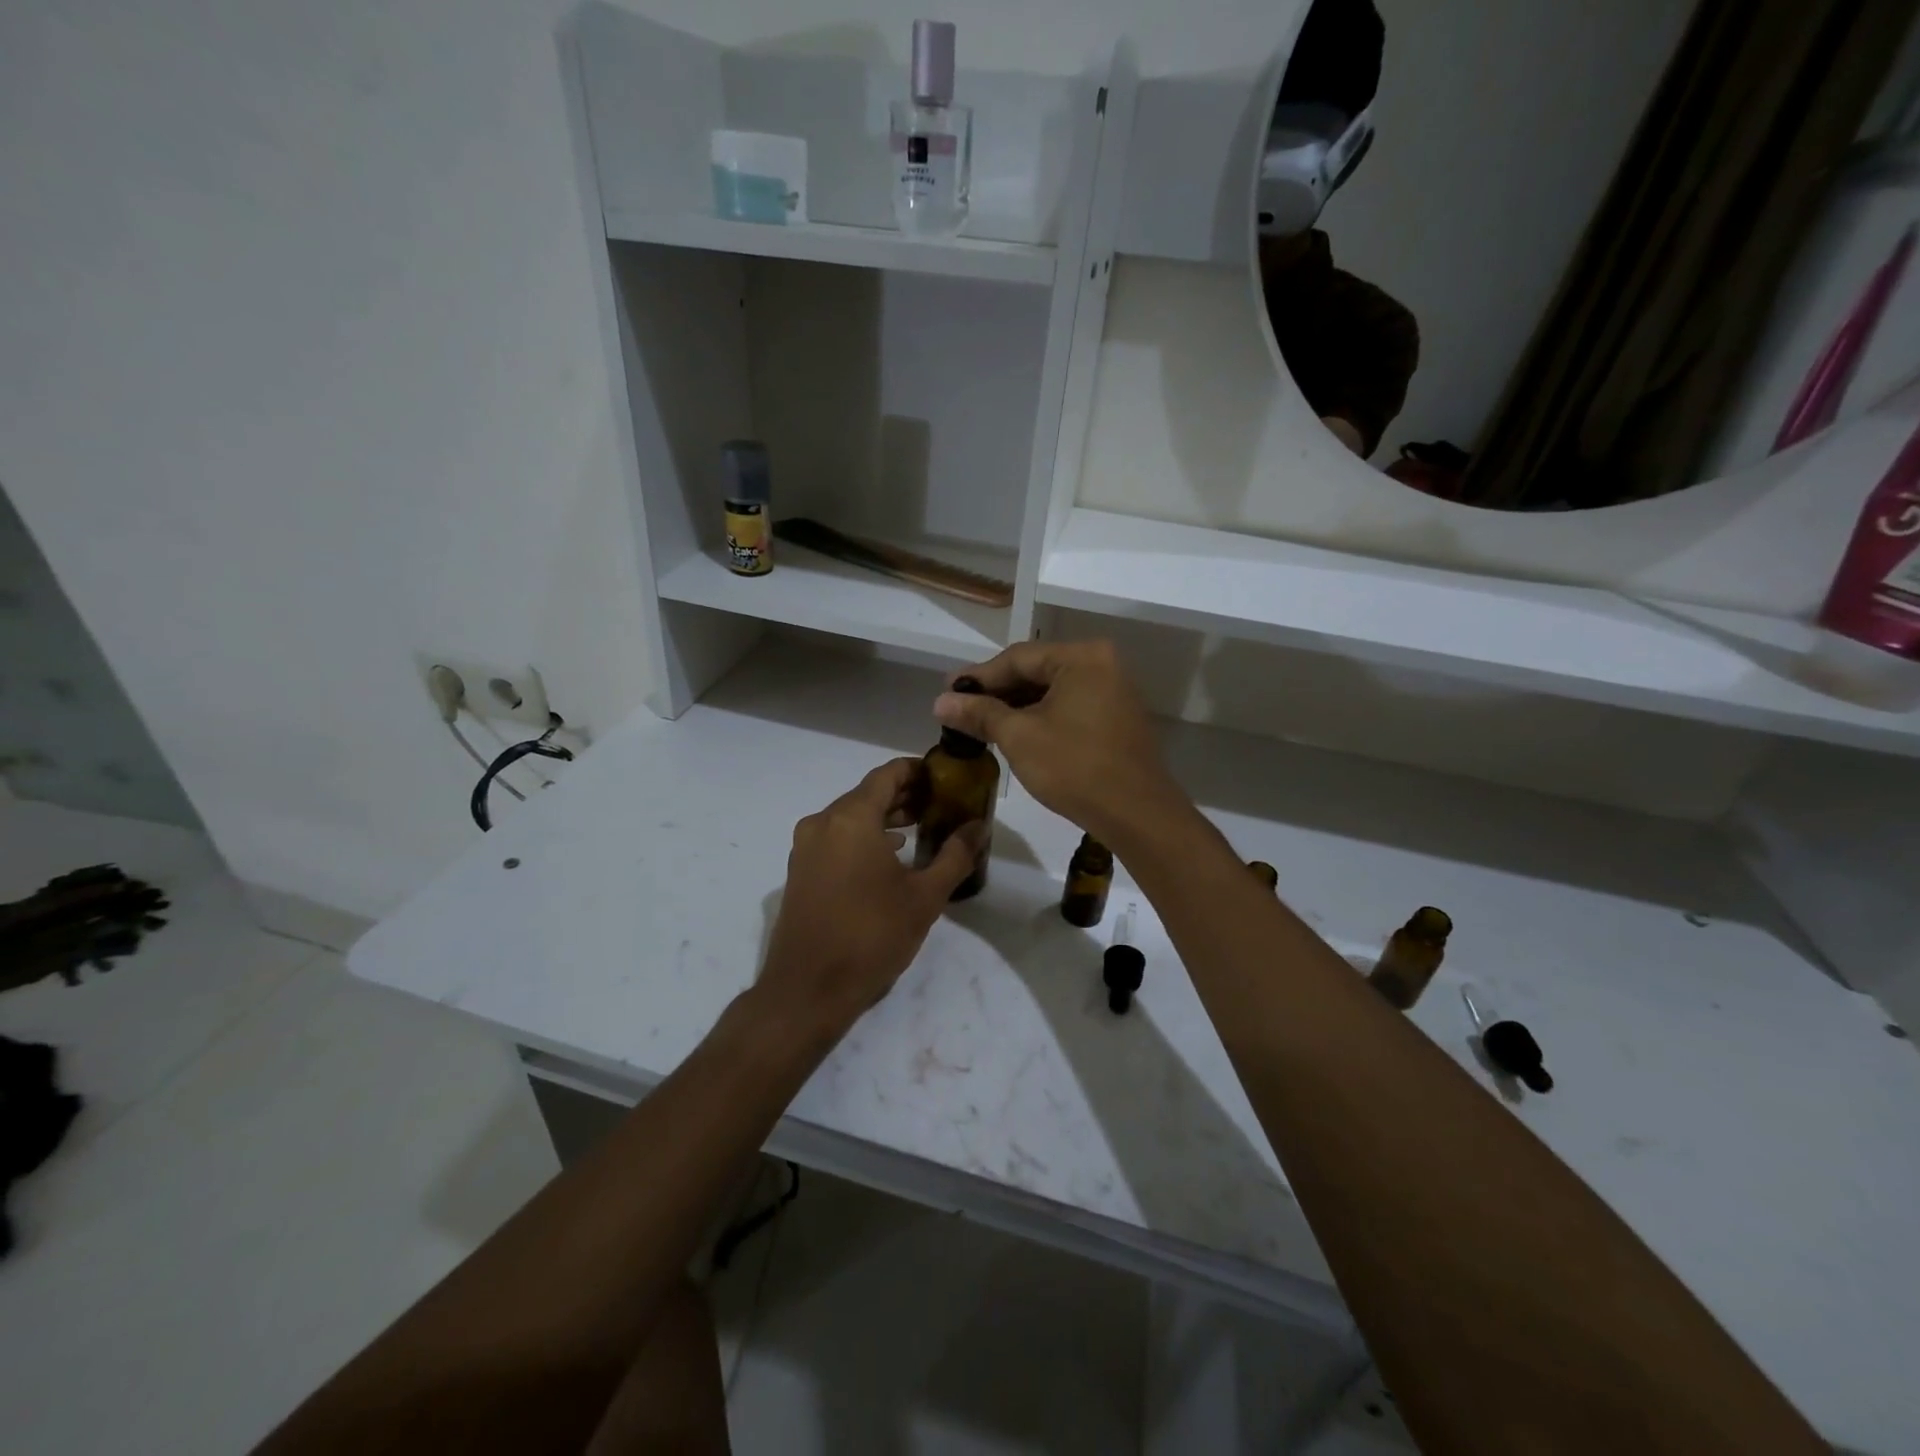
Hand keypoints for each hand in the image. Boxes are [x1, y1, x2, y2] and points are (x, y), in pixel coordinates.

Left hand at [756, 758, 982, 1037]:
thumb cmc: (872, 936)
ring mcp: (806, 847)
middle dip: (904, 795)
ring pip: (850, 816)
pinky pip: (836, 838)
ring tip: (920, 827)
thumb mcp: (924, 897)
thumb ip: (955, 855)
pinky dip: (863, 836)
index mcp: (851, 818)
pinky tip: (888, 856)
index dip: (917, 770)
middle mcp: (823, 822)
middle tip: (940, 803)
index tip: (944, 777)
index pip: (887, 775)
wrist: (808, 989)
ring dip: (884, 817)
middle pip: (867, 793)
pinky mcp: (800, 871)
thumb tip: (979, 825)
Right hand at [933, 640, 1187, 849]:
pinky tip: (1015, 734)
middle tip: (959, 709)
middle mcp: (1102, 664)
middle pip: (1036, 671)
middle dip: (996, 692)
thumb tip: (940, 702)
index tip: (946, 692)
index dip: (978, 676)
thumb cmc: (1075, 767)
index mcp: (1082, 657)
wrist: (1137, 814)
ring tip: (980, 724)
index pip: (1018, 658)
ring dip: (1016, 707)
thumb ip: (979, 713)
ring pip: (1052, 691)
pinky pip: (1070, 706)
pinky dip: (1041, 717)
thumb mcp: (1019, 737)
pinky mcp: (1117, 718)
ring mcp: (1114, 691)